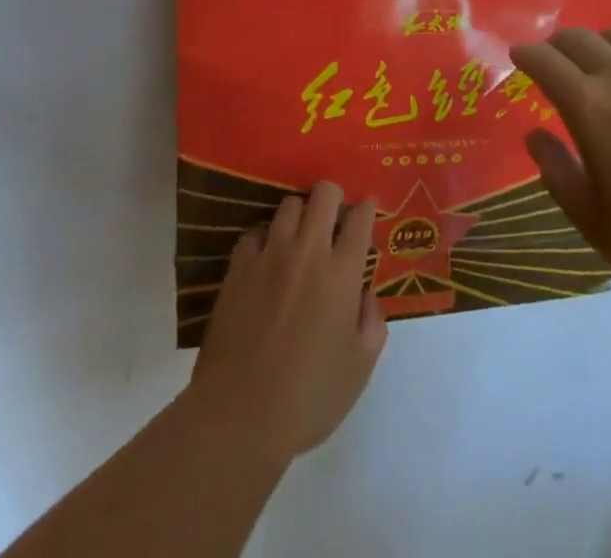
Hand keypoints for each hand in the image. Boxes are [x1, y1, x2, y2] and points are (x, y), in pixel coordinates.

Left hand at [186, 181, 386, 467]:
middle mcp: (308, 252)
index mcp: (343, 273)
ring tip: (301, 235)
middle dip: (334, 197)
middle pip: (324, 193)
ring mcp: (269, 255)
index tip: (367, 210)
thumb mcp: (359, 369)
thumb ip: (372, 323)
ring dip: (301, 214)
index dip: (367, 207)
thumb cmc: (308, 397)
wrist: (238, 418)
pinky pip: (255, 233)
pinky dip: (265, 238)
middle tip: (335, 218)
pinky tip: (267, 258)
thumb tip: (365, 295)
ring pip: (289, 204)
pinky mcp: (238, 268)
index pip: (360, 218)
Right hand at [512, 28, 610, 323]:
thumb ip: (558, 174)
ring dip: (603, 43)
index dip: (527, 54)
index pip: (545, 61)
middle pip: (581, 38)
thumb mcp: (597, 225)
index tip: (519, 56)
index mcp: (591, 107)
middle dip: (559, 44)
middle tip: (556, 60)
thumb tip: (534, 134)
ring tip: (605, 63)